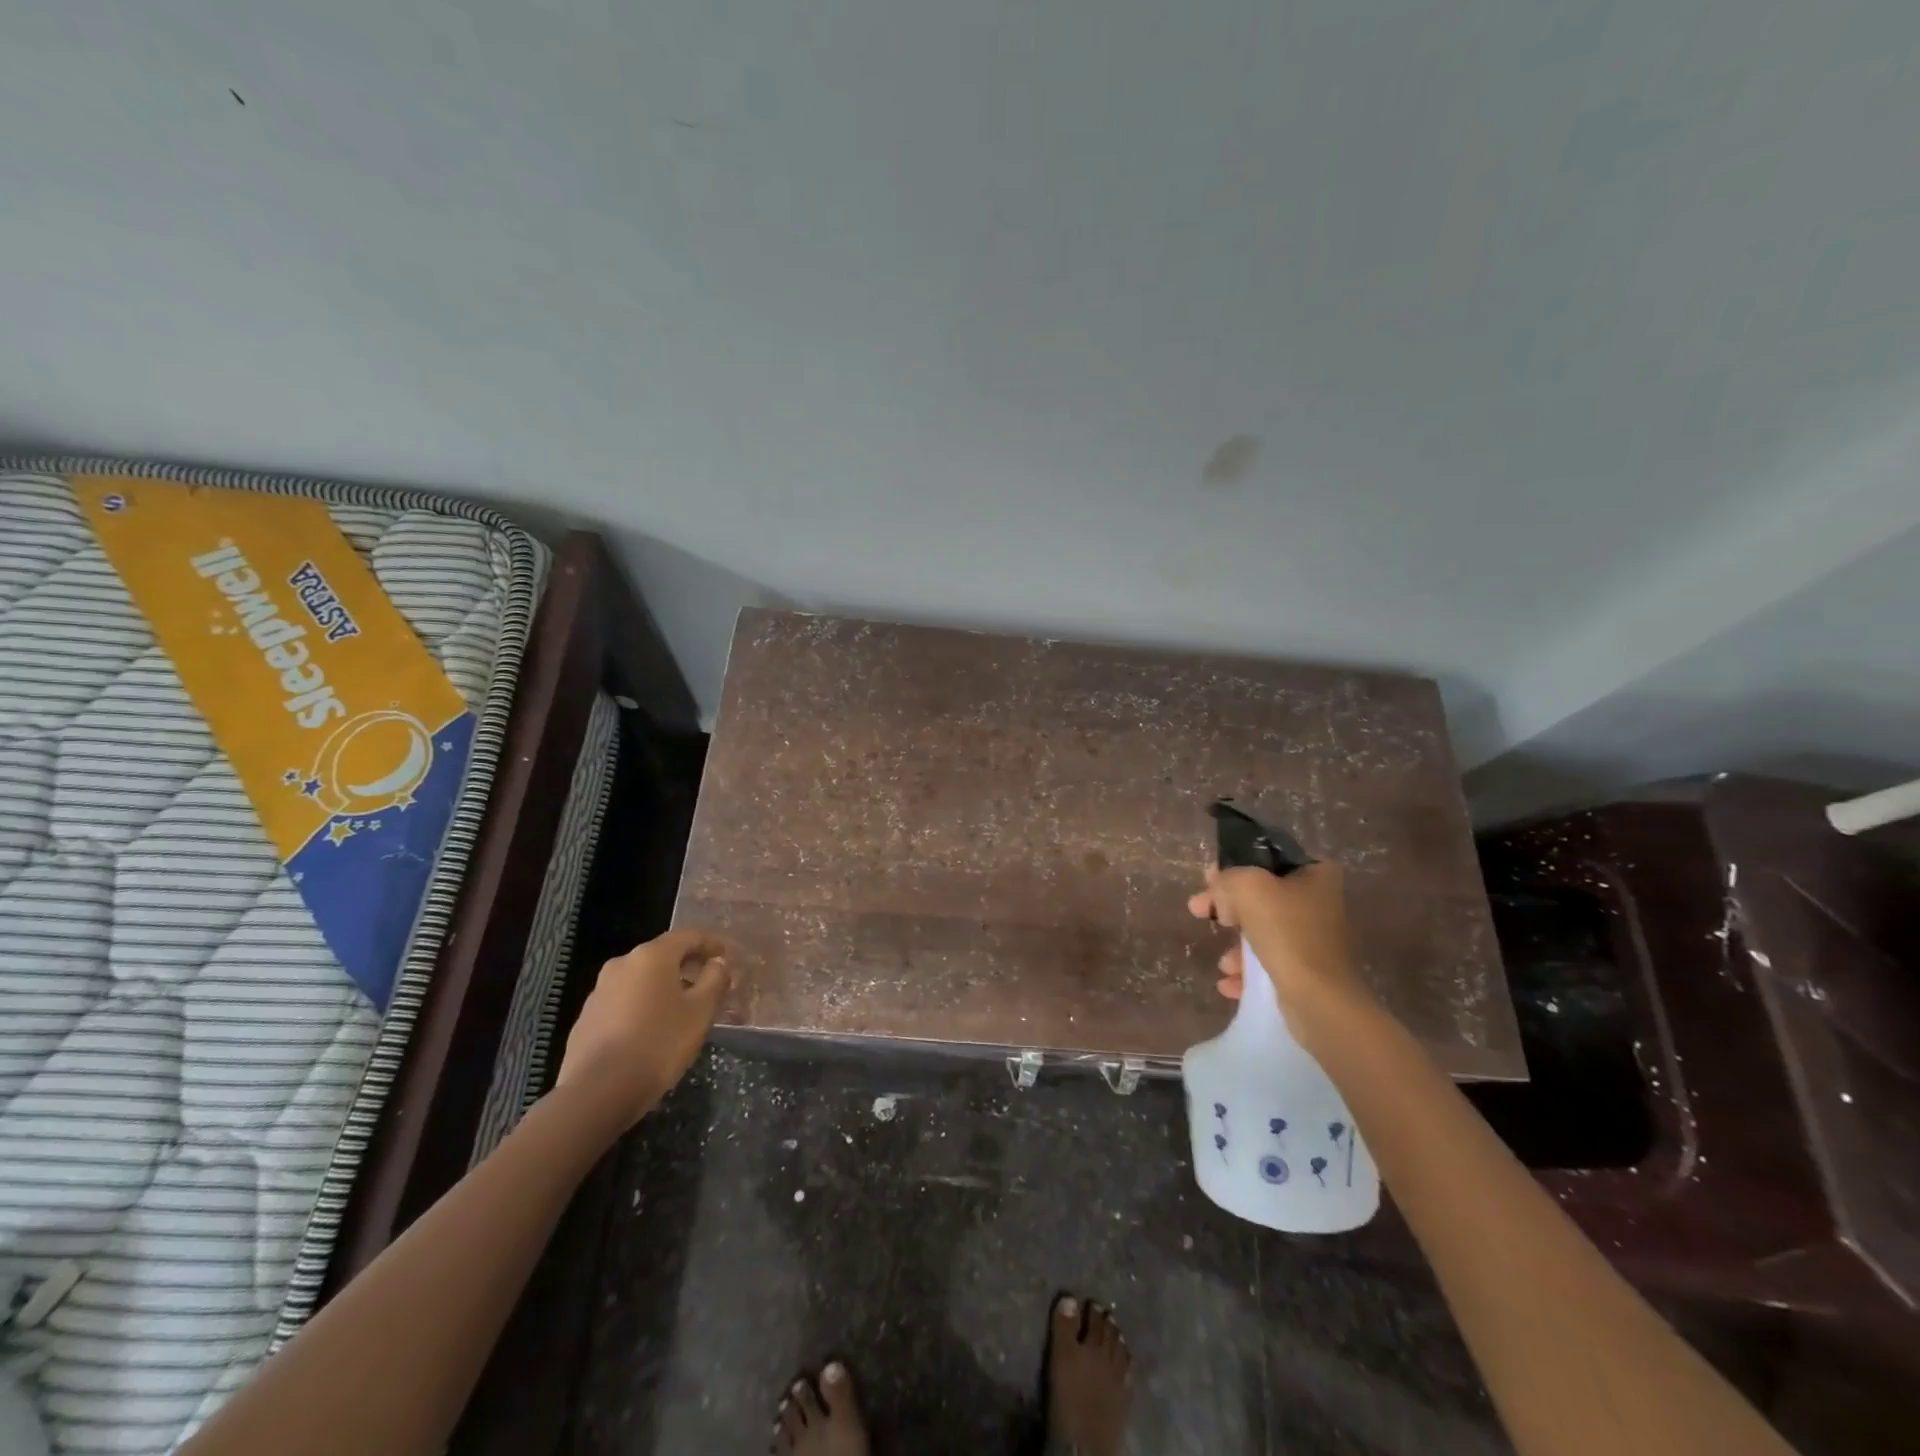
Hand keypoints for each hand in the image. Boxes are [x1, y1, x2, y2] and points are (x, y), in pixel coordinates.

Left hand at [555, 929, 730, 1131]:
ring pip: (643, 979)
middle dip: (689, 966)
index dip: (713, 944)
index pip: (689, 936)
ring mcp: (600, 990)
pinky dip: (645, 1005)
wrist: (597, 1092)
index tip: (730, 957)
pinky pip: (625, 1000)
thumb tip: (717, 962)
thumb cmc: (659, 1044)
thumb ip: (715, 979)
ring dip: (666, 986)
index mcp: (652, 956)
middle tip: (711, 983)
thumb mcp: (700, 1011)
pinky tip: (654, 1029)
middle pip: (664, 955)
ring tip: (685, 1009)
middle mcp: (622, 963)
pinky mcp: (587, 1017)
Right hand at [1187, 861, 1362, 1012]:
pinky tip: (1229, 983)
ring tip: (1223, 963)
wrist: (1321, 1000)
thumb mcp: (1249, 888)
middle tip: (1197, 911)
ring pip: (1261, 931)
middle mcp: (1319, 902)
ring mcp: (1315, 938)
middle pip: (1259, 896)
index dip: (1233, 867)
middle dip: (1226, 908)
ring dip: (1236, 945)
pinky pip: (1269, 961)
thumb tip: (1215, 880)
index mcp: (1315, 874)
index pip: (1265, 859)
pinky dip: (1247, 970)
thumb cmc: (1288, 933)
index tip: (1208, 882)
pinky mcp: (1308, 970)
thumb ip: (1227, 877)